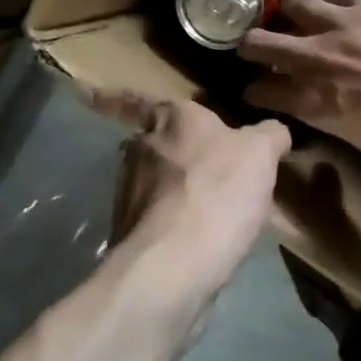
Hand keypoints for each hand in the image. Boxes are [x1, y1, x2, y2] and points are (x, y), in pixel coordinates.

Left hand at [90, 90, 289, 297]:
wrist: (172, 265)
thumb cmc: (217, 193)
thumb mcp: (261, 154)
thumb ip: (269, 135)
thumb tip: (274, 132)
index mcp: (171, 119)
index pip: (137, 99)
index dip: (113, 97)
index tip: (87, 94)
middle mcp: (141, 149)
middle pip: (149, 141)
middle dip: (165, 148)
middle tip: (195, 159)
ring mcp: (128, 192)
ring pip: (149, 181)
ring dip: (170, 188)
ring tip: (206, 205)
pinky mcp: (129, 232)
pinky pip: (154, 218)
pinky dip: (171, 222)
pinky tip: (199, 236)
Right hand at [238, 0, 360, 180]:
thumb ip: (332, 118)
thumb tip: (320, 106)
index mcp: (314, 102)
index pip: (261, 91)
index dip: (255, 92)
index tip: (257, 91)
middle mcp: (317, 56)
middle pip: (260, 41)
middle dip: (251, 47)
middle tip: (255, 49)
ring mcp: (345, 22)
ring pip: (294, 2)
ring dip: (292, 15)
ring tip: (302, 19)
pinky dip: (331, 1)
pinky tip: (342, 8)